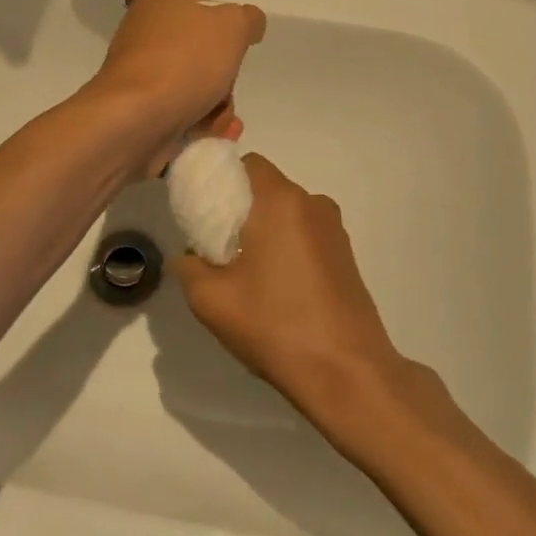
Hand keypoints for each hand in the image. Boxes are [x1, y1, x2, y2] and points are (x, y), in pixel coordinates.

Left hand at [87, 0, 265, 174]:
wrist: (135, 119)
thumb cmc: (184, 63)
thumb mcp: (233, 25)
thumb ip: (248, 19)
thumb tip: (249, 25)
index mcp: (161, 4)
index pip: (206, 13)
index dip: (228, 35)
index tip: (234, 54)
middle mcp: (146, 35)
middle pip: (205, 56)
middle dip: (224, 81)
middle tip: (224, 93)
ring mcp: (141, 75)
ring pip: (198, 88)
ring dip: (218, 107)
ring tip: (220, 122)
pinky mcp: (140, 111)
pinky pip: (181, 114)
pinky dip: (200, 125)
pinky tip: (211, 134)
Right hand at [176, 155, 422, 427]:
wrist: (348, 372)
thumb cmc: (276, 326)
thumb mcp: (211, 300)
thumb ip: (188, 267)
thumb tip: (187, 256)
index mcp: (281, 201)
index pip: (247, 163)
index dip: (221, 179)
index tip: (203, 210)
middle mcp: (313, 204)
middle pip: (267, 189)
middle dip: (239, 208)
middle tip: (215, 245)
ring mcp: (335, 231)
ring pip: (287, 214)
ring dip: (264, 230)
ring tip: (244, 272)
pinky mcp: (346, 257)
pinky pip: (306, 236)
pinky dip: (286, 247)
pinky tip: (275, 288)